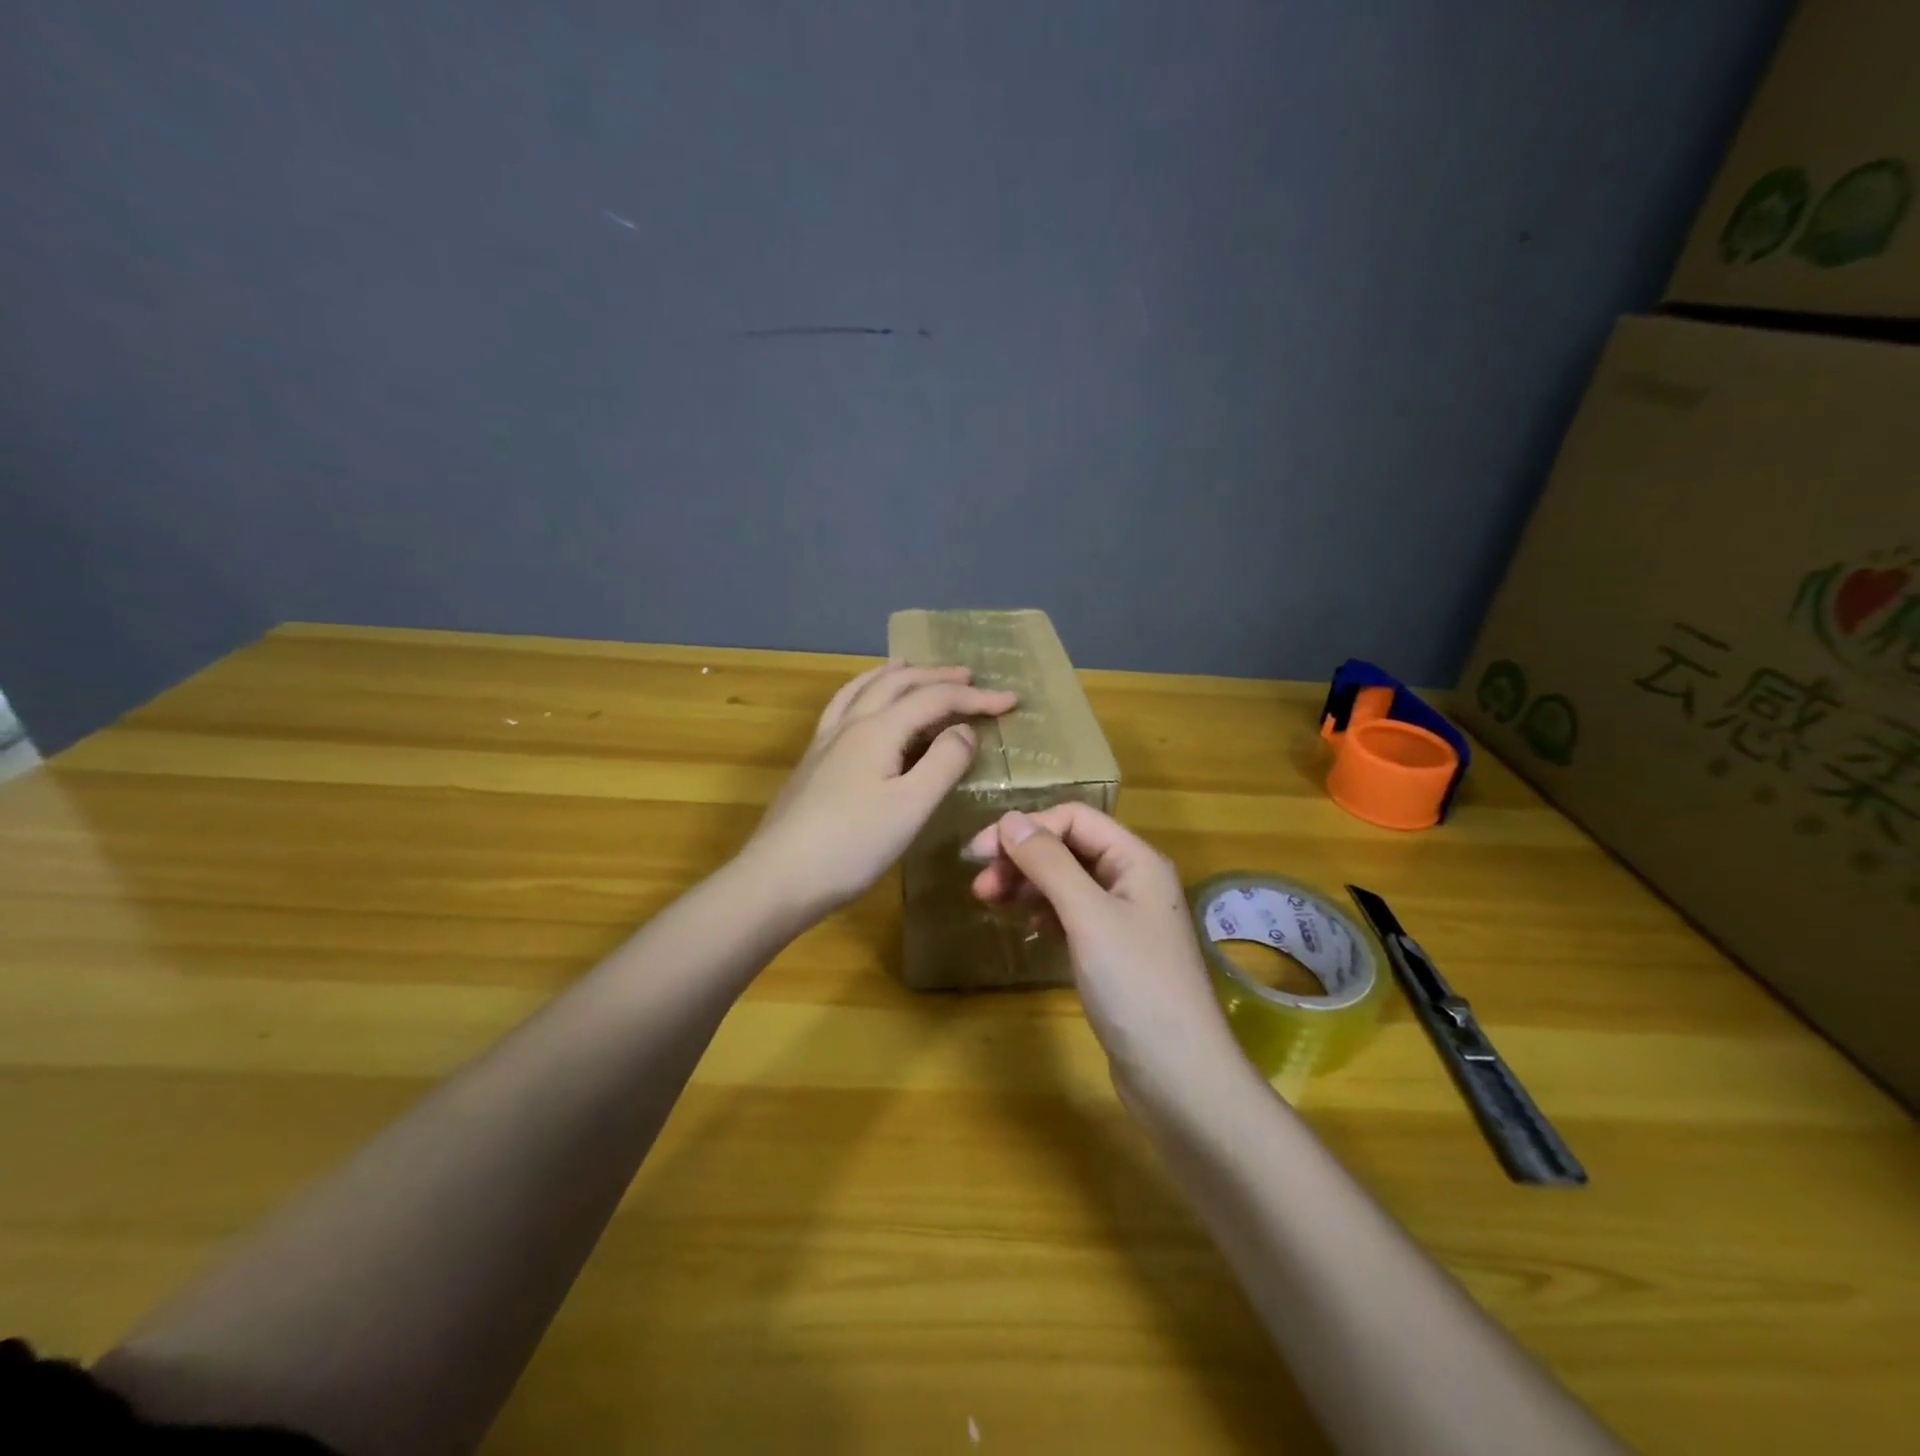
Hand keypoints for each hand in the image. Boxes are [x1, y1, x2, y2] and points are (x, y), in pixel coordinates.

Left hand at [744, 661, 1017, 919]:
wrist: (778, 878)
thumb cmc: (852, 845)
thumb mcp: (911, 806)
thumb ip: (944, 763)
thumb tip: (964, 730)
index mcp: (878, 730)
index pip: (934, 699)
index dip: (975, 697)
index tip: (1011, 700)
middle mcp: (850, 724)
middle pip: (897, 684)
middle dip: (936, 676)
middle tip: (969, 676)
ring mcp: (825, 742)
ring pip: (862, 690)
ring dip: (893, 675)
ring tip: (909, 666)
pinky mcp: (813, 762)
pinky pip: (843, 707)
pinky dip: (863, 693)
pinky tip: (862, 707)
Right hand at [966, 805, 1242, 1103]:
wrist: (1178, 1077)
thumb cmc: (1136, 986)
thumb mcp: (1088, 917)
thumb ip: (1049, 864)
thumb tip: (1009, 819)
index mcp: (1136, 861)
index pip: (1075, 819)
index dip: (1027, 828)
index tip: (981, 853)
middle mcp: (1133, 881)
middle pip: (1069, 849)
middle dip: (1022, 858)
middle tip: (980, 886)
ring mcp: (1124, 919)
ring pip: (1067, 882)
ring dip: (1027, 884)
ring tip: (988, 902)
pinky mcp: (1113, 953)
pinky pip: (1071, 915)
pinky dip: (1043, 912)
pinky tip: (1023, 923)